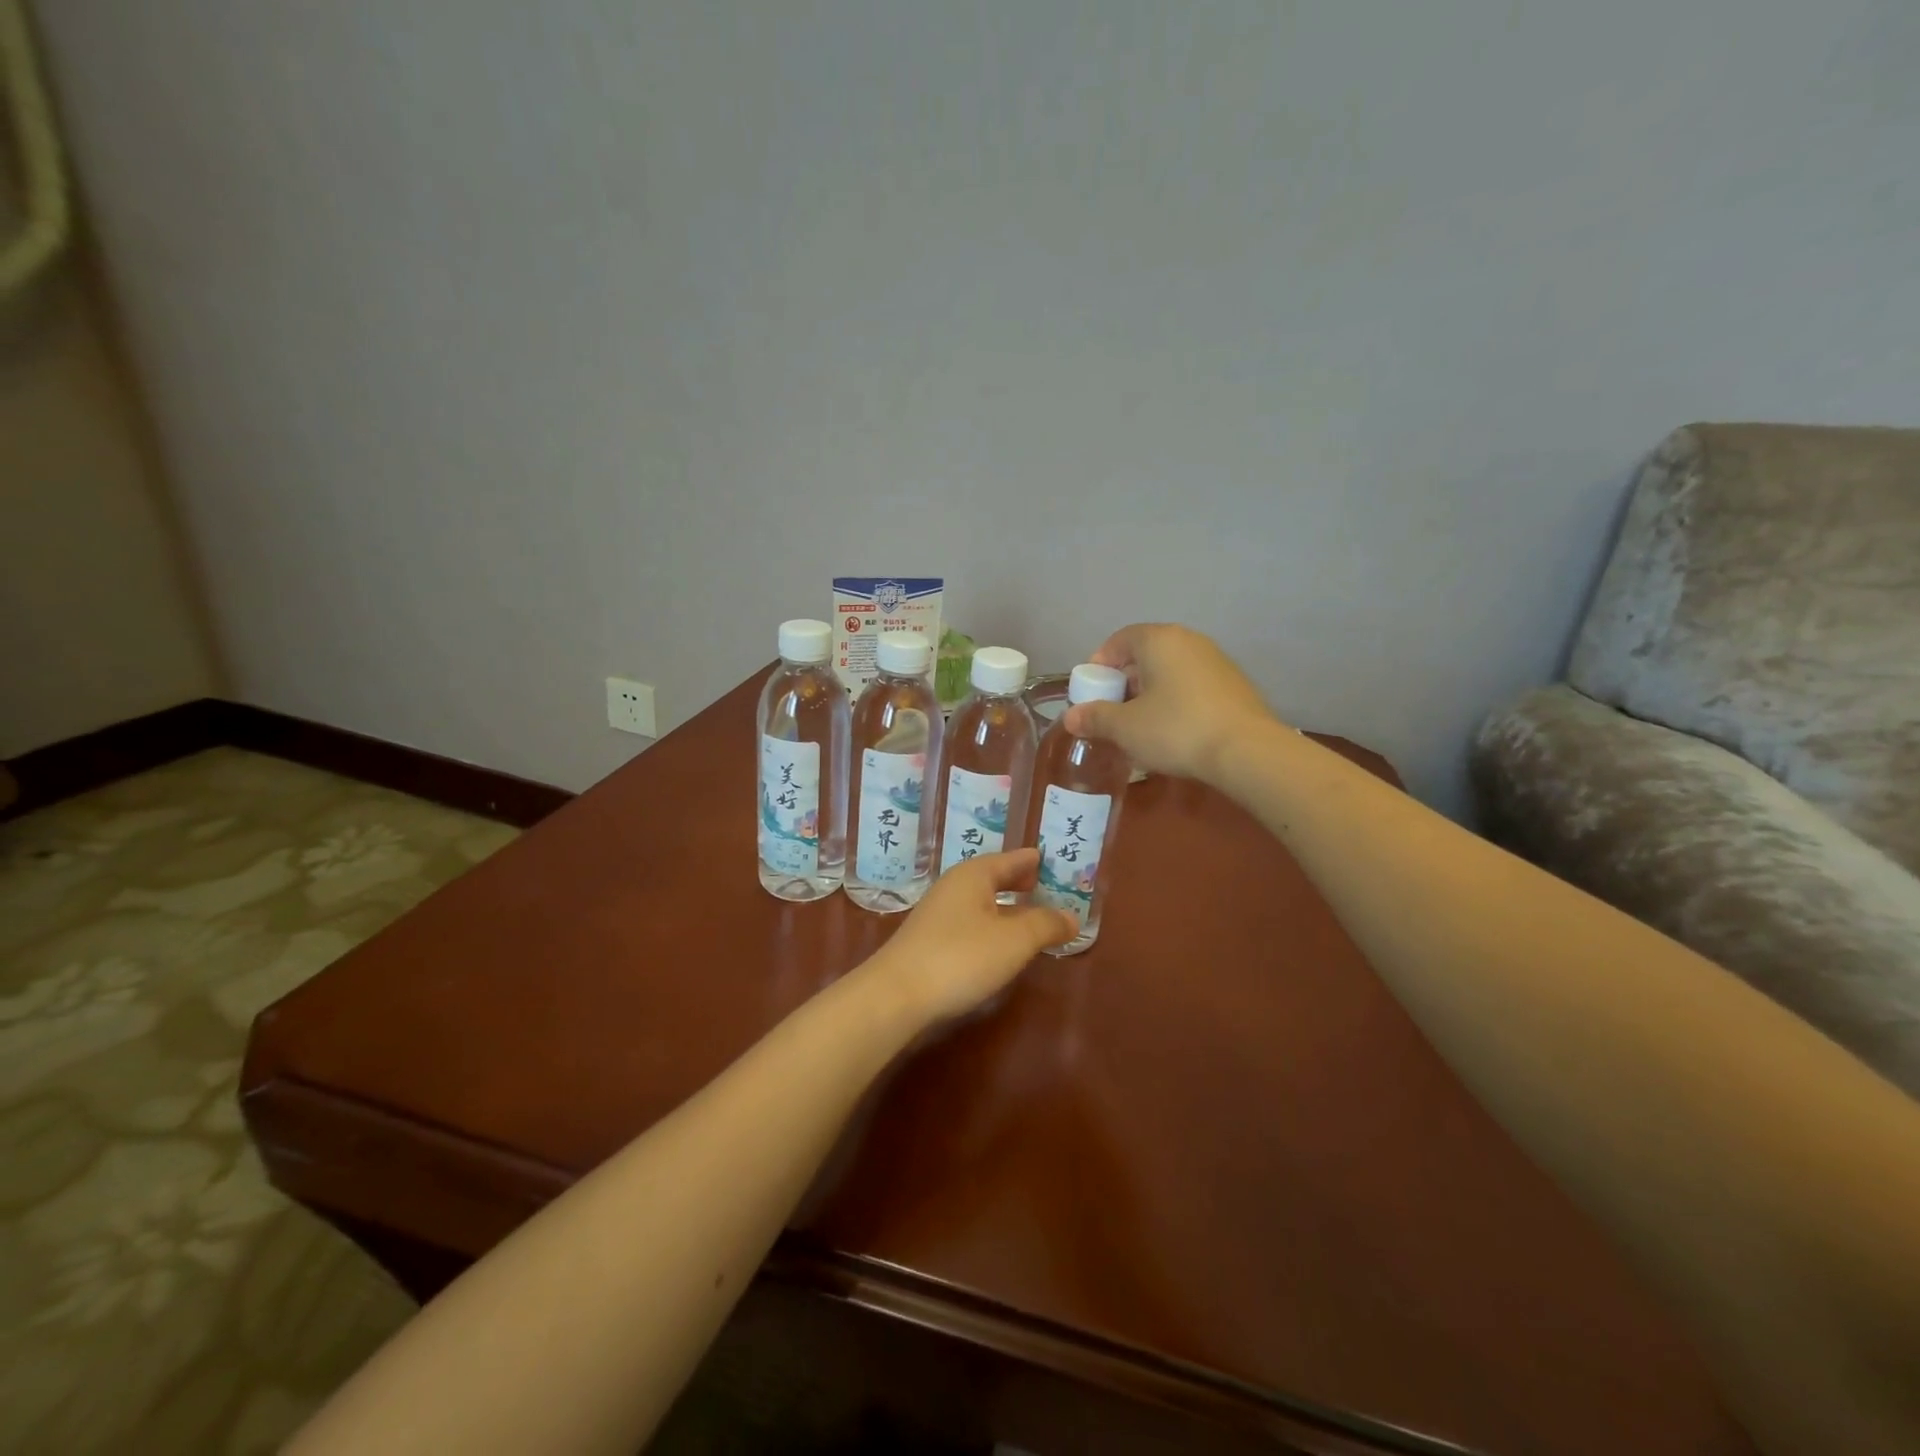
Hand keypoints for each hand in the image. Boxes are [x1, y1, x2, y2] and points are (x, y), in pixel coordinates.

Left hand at [867, 850, 1076, 1027]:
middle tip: (1044, 884)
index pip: (1011, 859)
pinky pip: (971, 920)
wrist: (897, 994)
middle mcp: (955, 886)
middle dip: (1018, 881)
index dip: (1034, 861)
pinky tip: (1000, 942)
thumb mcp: (1014, 940)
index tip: (1053, 860)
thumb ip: (1046, 925)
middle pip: (993, 877)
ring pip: (981, 900)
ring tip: (1029, 914)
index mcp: (974, 875)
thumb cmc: (961, 957)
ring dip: (1005, 905)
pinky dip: (991, 923)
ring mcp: (939, 913)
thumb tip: (1072, 917)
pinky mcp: (930, 939)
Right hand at [1061, 623, 1278, 782]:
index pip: (1119, 640)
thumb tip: (1071, 717)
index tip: (1091, 692)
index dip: (1099, 664)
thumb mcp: (1125, 727)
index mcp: (1159, 640)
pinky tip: (1172, 731)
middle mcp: (1188, 641)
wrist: (1246, 751)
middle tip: (1112, 712)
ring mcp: (1216, 661)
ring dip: (1150, 694)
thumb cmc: (1176, 729)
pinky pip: (1191, 686)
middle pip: (1145, 655)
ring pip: (1170, 671)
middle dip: (1124, 682)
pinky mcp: (1234, 685)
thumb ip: (1095, 717)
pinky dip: (1175, 701)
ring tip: (1139, 726)